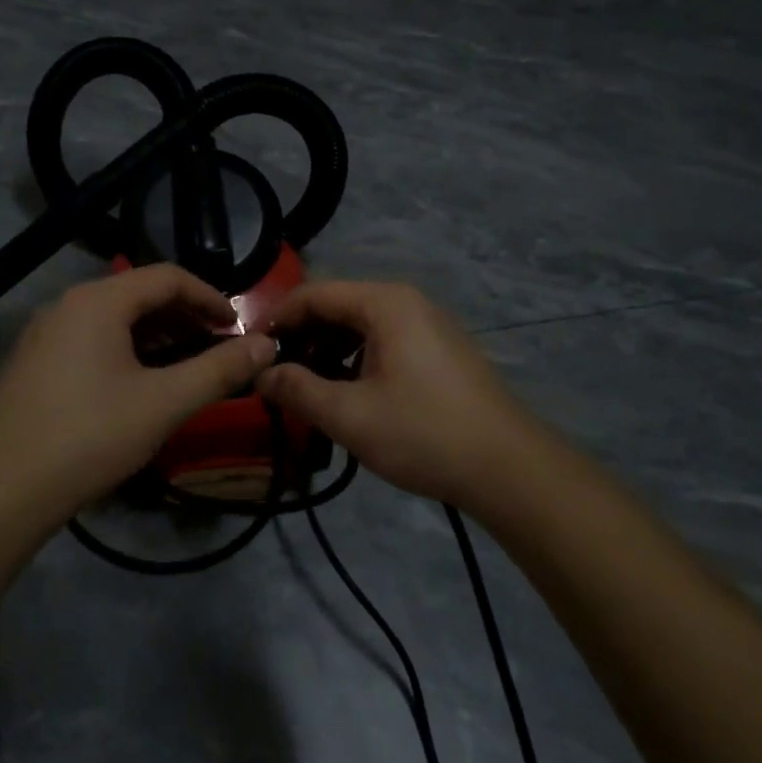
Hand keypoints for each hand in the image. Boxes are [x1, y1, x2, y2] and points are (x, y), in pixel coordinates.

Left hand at [0, 265, 275, 520]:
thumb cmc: (89, 436)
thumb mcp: (164, 403)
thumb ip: (219, 370)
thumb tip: (266, 345)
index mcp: (99, 300)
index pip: (168, 277)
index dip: (210, 297)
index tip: (238, 327)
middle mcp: (68, 304)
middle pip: (139, 294)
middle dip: (185, 316)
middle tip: (217, 347)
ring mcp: (45, 333)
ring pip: (114, 319)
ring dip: (156, 335)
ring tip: (185, 366)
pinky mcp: (34, 362)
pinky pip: (91, 339)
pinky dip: (126, 350)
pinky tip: (138, 385)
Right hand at [259, 281, 549, 511]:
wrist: (508, 468)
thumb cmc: (423, 433)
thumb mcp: (349, 416)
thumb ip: (297, 390)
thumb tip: (261, 375)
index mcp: (385, 303)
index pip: (314, 294)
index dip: (278, 319)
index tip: (252, 351)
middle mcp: (407, 302)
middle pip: (338, 306)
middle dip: (303, 337)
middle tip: (277, 374)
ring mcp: (428, 324)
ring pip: (361, 325)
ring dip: (328, 350)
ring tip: (308, 388)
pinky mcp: (440, 349)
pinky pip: (385, 340)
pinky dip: (357, 359)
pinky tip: (348, 393)